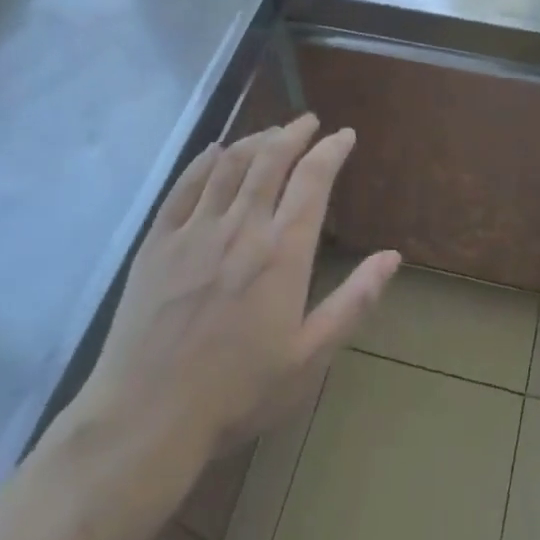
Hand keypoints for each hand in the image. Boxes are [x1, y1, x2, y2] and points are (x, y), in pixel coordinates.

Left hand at [72, 114, 399, 476]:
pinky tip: (216, 152)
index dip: (331, 149)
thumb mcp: (309, 357)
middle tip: (308, 121)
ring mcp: (194, 231)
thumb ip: (353, 301)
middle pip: (270, 159)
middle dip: (294, 132)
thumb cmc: (238, 393)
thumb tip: (392, 257)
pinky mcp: (157, 242)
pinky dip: (205, 161)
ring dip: (255, 140)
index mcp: (282, 253)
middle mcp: (241, 228)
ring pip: (229, 164)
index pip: (313, 180)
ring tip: (271, 133)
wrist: (147, 418)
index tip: (345, 135)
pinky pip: (185, 186)